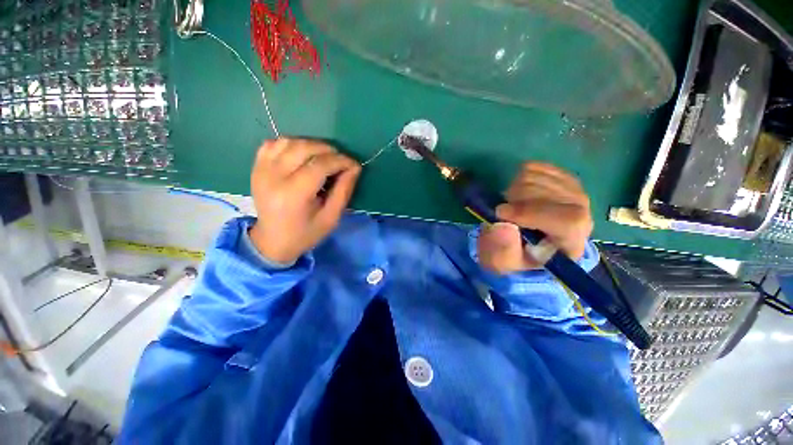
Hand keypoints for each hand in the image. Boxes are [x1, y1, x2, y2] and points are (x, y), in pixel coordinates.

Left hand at [249, 138, 360, 263]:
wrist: (272, 241)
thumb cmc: (306, 233)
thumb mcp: (331, 217)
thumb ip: (344, 191)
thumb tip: (354, 168)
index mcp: (293, 194)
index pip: (320, 165)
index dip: (341, 161)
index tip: (354, 165)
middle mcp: (273, 177)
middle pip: (304, 148)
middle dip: (329, 150)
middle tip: (341, 161)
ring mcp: (261, 169)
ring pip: (289, 141)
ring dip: (311, 145)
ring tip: (324, 158)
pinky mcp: (256, 167)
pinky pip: (273, 143)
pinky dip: (291, 144)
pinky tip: (302, 155)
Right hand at [478, 162, 592, 274]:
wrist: (531, 241)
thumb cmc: (518, 254)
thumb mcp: (505, 262)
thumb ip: (502, 250)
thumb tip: (501, 226)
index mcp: (572, 240)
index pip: (566, 220)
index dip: (530, 213)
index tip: (500, 213)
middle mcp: (581, 212)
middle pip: (545, 193)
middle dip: (514, 202)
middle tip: (505, 214)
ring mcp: (572, 189)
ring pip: (535, 177)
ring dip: (513, 191)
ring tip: (513, 206)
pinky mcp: (560, 176)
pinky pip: (533, 166)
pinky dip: (517, 179)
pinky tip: (520, 194)